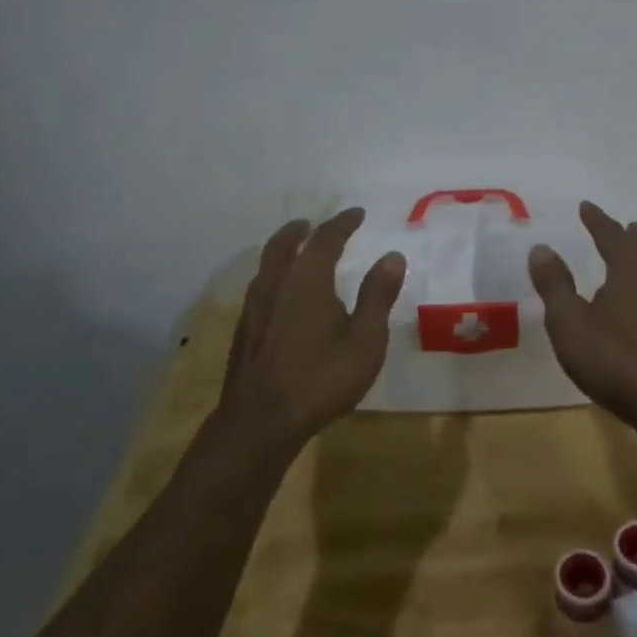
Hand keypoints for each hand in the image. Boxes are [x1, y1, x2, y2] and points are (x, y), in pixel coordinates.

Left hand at [219, 208, 406, 453]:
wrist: (260, 423)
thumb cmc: (321, 378)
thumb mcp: (365, 340)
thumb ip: (378, 295)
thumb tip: (392, 255)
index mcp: (307, 279)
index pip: (326, 238)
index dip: (343, 222)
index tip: (357, 213)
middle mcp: (276, 283)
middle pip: (284, 244)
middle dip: (301, 230)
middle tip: (313, 224)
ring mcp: (255, 307)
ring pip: (267, 264)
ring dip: (283, 250)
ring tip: (296, 251)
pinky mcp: (244, 330)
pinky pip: (260, 286)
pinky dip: (273, 275)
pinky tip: (281, 295)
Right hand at [528, 201, 636, 432]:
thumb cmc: (614, 358)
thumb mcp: (569, 322)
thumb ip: (555, 284)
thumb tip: (542, 247)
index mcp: (630, 268)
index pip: (611, 234)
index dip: (597, 220)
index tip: (586, 206)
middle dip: (626, 235)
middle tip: (616, 227)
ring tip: (630, 257)